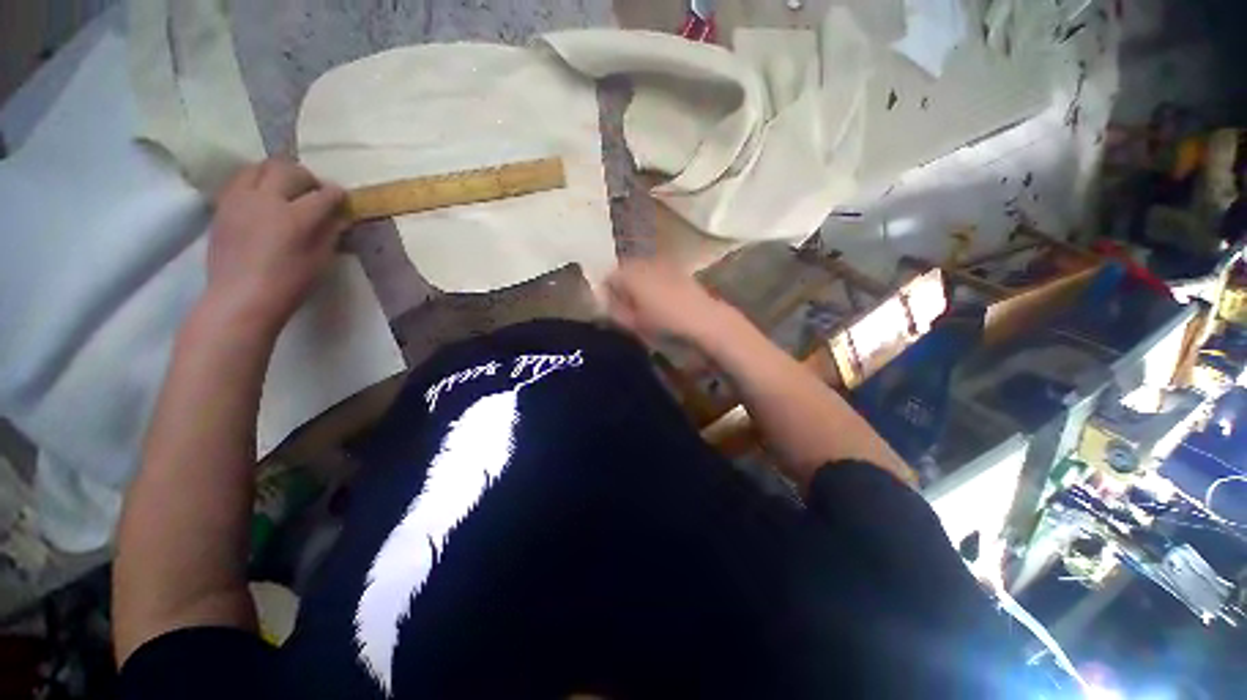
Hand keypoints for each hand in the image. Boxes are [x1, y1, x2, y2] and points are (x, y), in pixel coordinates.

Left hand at [204, 158, 348, 334]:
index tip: (342, 198)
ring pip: (259, 167)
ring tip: (285, 189)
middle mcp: (266, 200)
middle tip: (313, 190)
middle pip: (288, 170)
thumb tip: (339, 217)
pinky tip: (262, 198)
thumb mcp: (320, 260)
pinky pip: (240, 181)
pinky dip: (255, 182)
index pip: (323, 195)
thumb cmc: (288, 284)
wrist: (240, 298)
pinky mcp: (223, 206)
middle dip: (305, 176)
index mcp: (295, 217)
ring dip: (277, 173)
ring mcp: (239, 200)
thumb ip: (330, 233)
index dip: (337, 194)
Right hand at [605, 258, 734, 344]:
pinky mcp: (675, 267)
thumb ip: (615, 312)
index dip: (606, 294)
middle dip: (621, 287)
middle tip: (626, 308)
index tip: (612, 310)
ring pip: (639, 271)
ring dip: (637, 284)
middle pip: (623, 271)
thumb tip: (606, 306)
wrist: (702, 317)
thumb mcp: (633, 322)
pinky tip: (660, 299)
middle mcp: (642, 262)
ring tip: (643, 304)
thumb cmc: (664, 321)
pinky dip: (652, 282)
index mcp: (628, 274)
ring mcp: (660, 262)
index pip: (607, 278)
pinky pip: (655, 272)